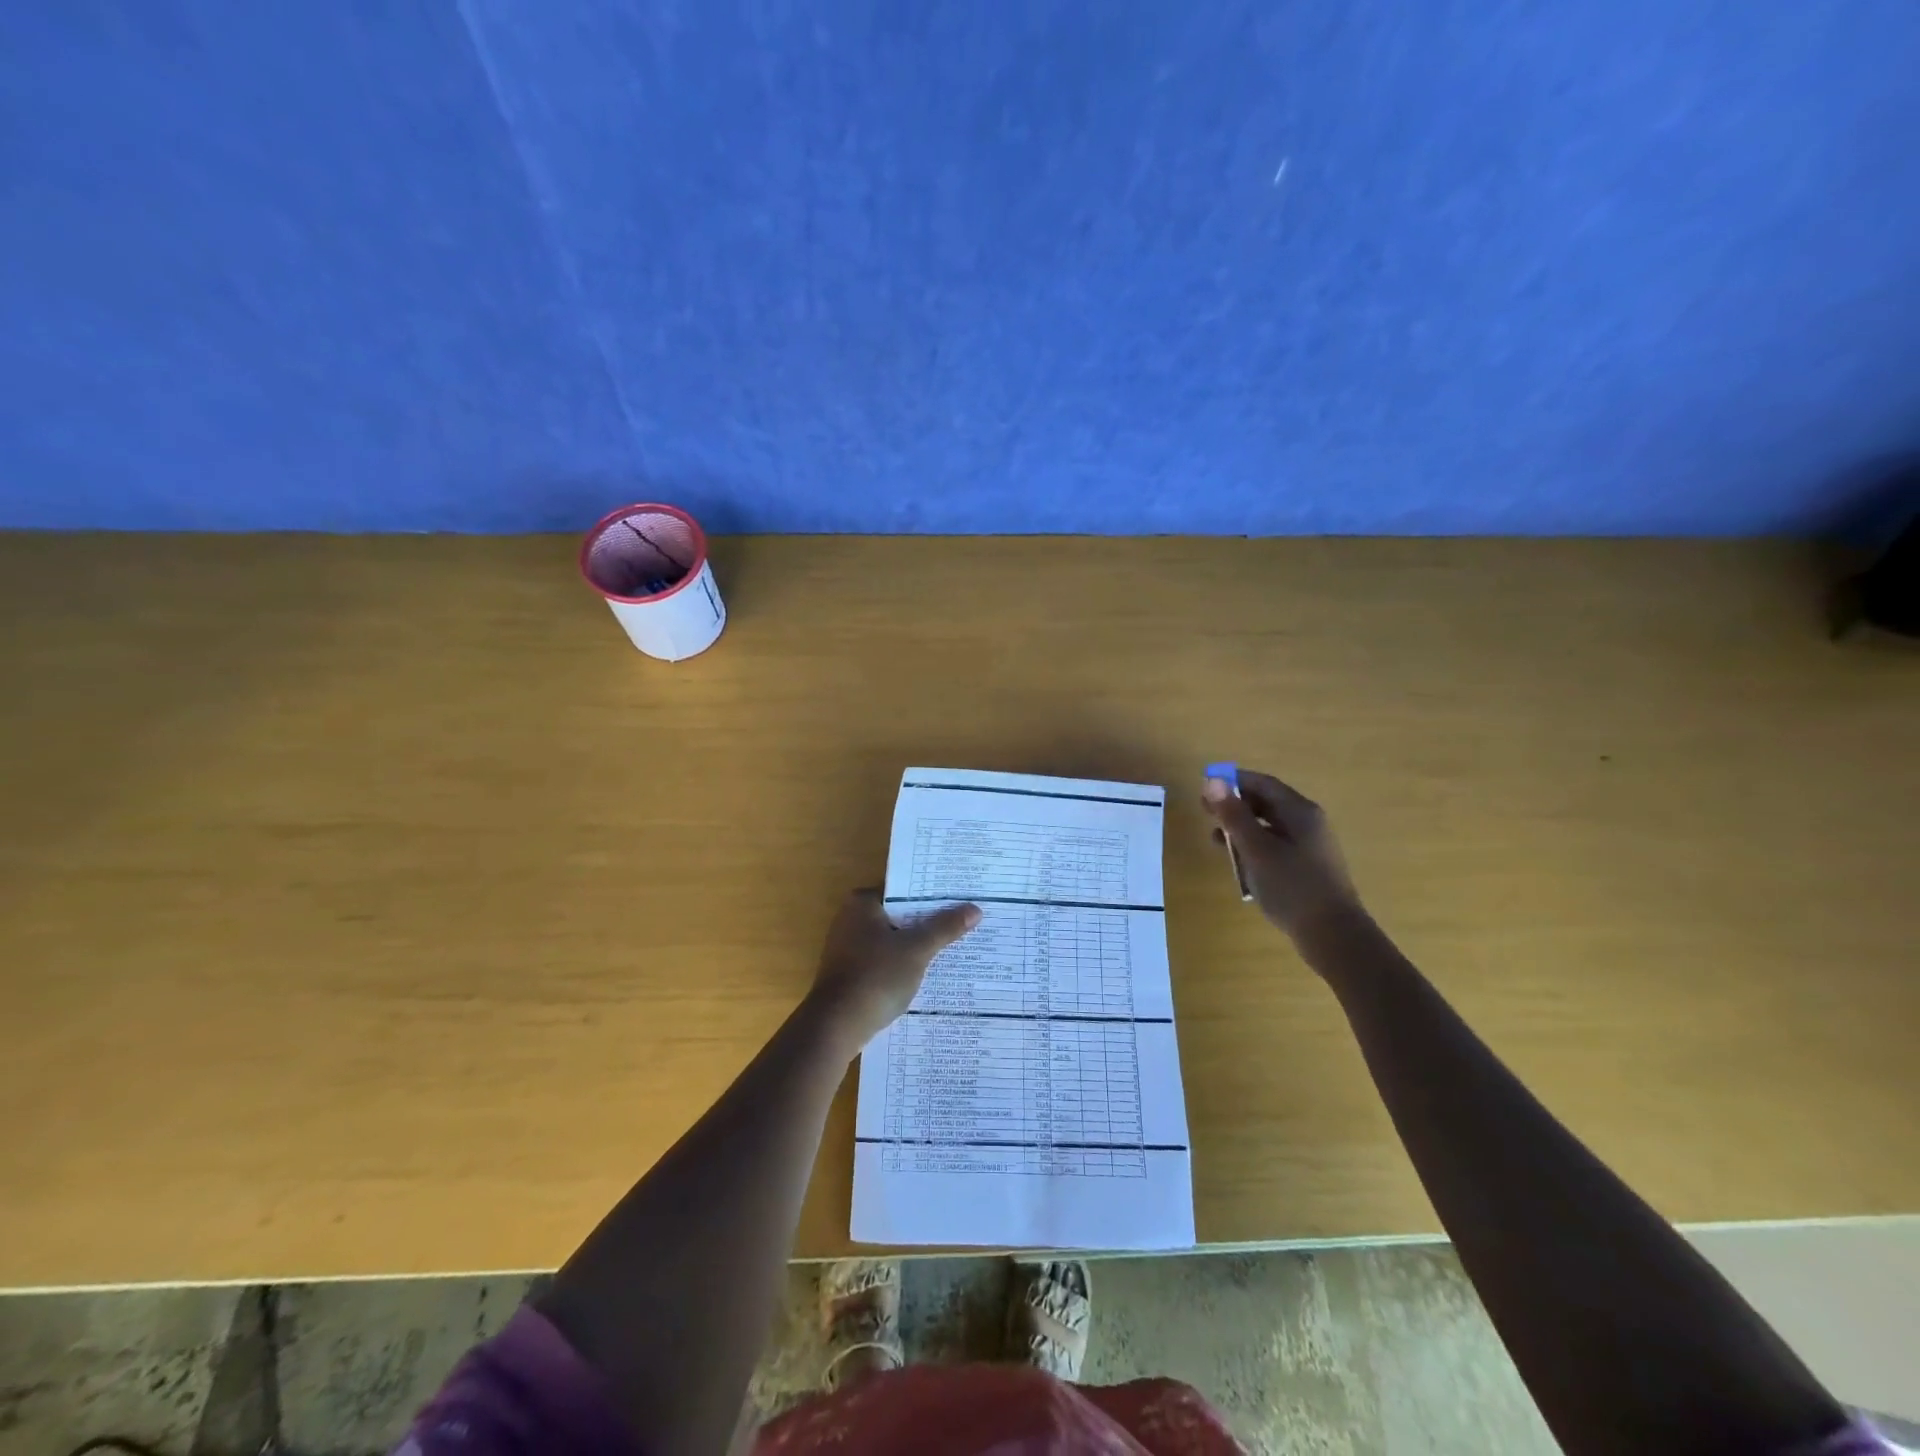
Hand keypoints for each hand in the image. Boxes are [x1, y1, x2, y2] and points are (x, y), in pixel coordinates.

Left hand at [809, 889, 980, 1048]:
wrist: (837, 1026)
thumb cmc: (876, 976)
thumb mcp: (917, 949)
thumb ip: (945, 928)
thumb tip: (975, 909)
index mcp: (862, 903)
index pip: (904, 891)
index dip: (932, 897)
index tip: (959, 901)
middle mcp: (850, 919)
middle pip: (899, 915)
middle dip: (927, 923)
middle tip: (963, 923)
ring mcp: (847, 948)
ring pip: (892, 940)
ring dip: (916, 946)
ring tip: (953, 948)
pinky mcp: (849, 974)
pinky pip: (884, 961)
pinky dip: (902, 965)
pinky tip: (927, 974)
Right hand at [1203, 769, 1361, 942]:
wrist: (1333, 935)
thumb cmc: (1293, 886)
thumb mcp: (1256, 849)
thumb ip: (1234, 815)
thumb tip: (1213, 781)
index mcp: (1300, 812)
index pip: (1263, 784)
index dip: (1233, 781)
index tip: (1204, 787)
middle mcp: (1307, 823)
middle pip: (1266, 803)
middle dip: (1234, 804)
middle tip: (1205, 812)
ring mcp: (1308, 846)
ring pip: (1269, 826)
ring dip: (1241, 828)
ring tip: (1215, 838)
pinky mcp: (1305, 868)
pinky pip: (1274, 846)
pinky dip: (1253, 847)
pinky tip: (1238, 862)